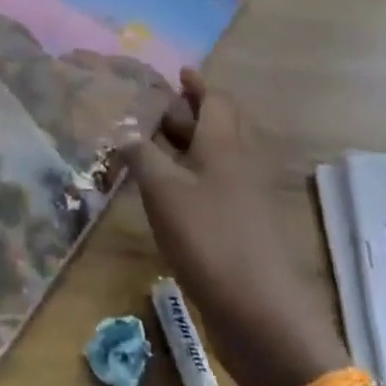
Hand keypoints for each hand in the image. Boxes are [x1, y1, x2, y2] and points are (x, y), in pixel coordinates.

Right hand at [122, 69, 348, 385]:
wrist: (261, 312)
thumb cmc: (208, 238)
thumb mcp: (163, 192)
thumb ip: (142, 155)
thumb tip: (124, 128)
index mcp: (225, 144)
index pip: (216, 100)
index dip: (197, 85)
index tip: (179, 73)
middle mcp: (242, 162)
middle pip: (223, 124)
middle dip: (195, 111)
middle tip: (162, 108)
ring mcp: (248, 196)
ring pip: (222, 154)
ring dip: (195, 143)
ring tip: (160, 144)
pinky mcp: (246, 225)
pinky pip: (221, 182)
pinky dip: (198, 174)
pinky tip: (173, 190)